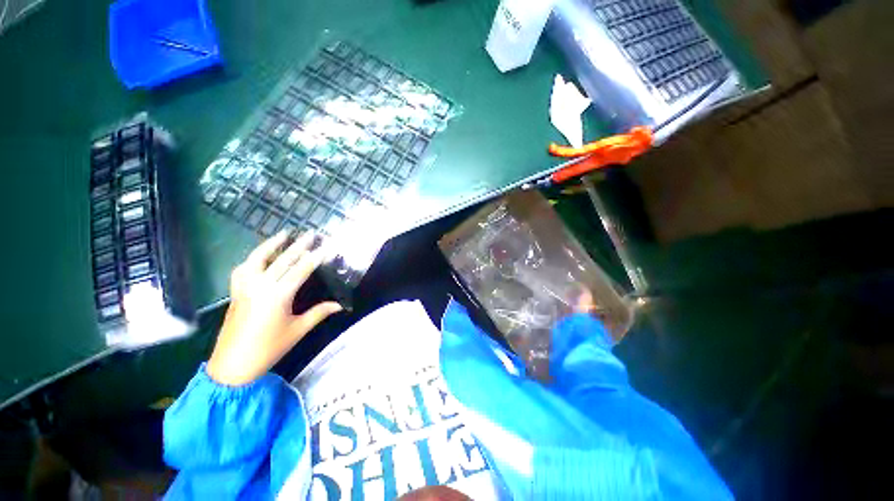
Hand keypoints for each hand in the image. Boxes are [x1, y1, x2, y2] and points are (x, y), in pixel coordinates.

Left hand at [207, 231, 342, 385]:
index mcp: (278, 295)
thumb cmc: (269, 348)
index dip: (315, 257)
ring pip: (257, 259)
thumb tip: (340, 305)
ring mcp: (245, 287)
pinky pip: (242, 269)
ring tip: (283, 234)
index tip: (326, 246)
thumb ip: (319, 313)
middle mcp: (260, 286)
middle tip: (311, 233)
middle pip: (282, 260)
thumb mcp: (298, 330)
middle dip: (299, 245)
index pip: (301, 270)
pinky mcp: (236, 292)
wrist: (232, 365)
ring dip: (271, 245)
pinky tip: (259, 256)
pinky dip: (252, 259)